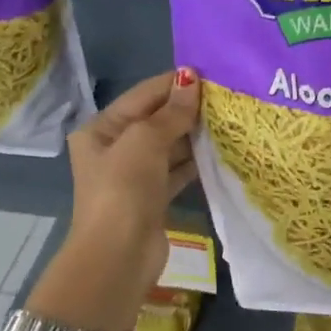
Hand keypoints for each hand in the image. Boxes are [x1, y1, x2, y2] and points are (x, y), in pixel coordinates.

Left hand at [40, 68, 201, 330]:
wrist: (119, 256)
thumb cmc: (124, 190)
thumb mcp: (145, 142)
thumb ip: (171, 112)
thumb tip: (192, 79)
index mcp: (101, 129)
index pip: (142, 96)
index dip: (174, 83)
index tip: (211, 73)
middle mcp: (115, 148)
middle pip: (156, 119)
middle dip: (187, 108)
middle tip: (227, 96)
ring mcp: (134, 175)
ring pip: (170, 145)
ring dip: (195, 134)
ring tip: (230, 119)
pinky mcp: (153, 197)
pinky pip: (178, 169)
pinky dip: (196, 160)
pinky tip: (222, 150)